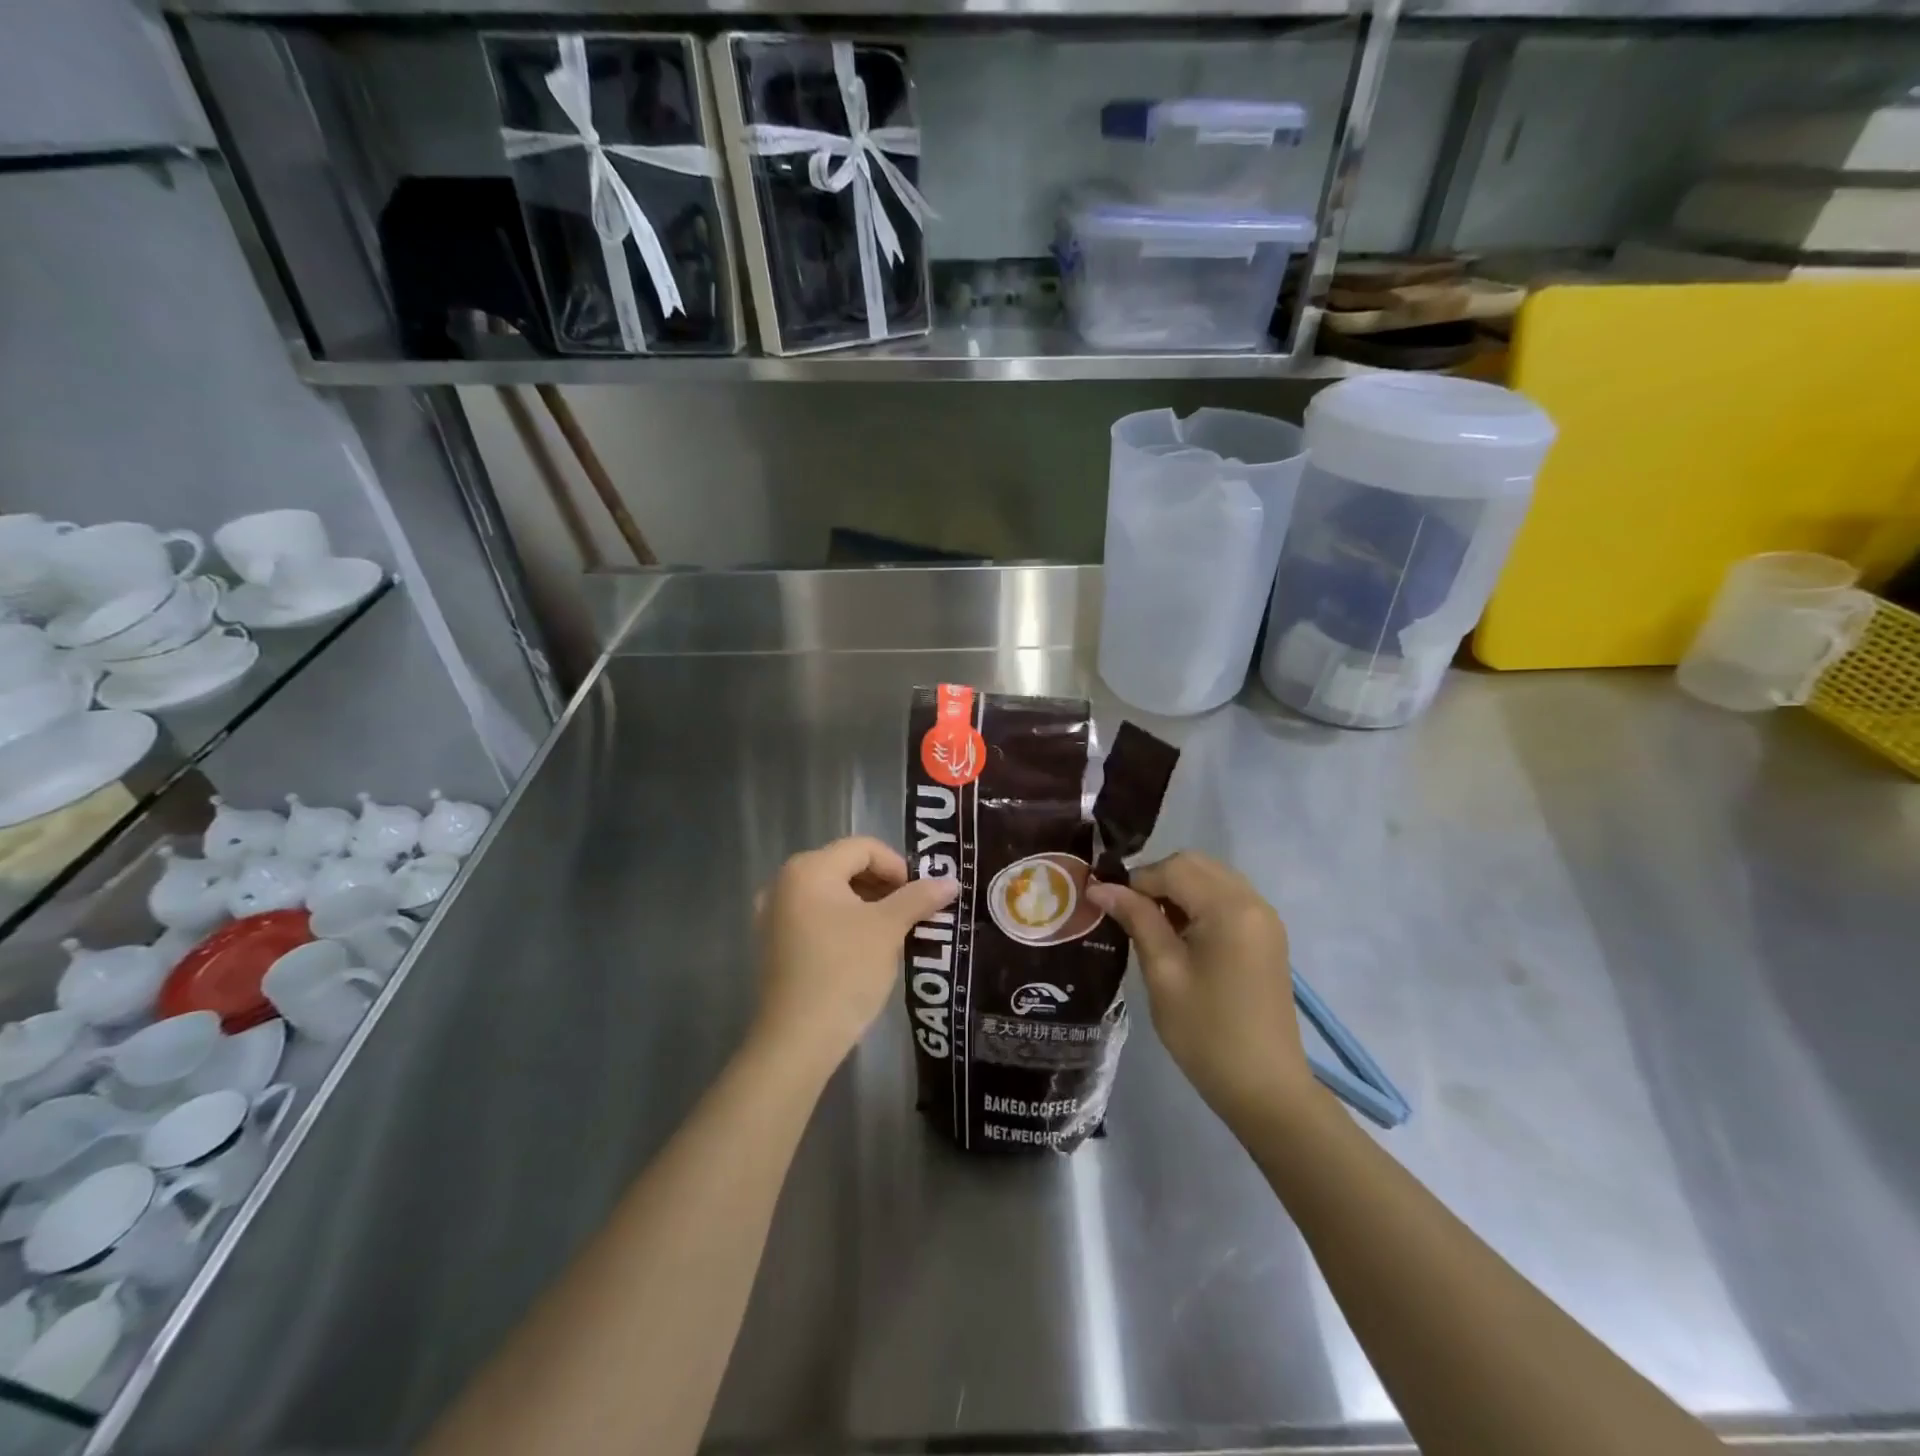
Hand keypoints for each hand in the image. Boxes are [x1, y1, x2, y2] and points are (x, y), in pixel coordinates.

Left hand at [753, 837, 958, 1074]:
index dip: (898, 866)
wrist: (798, 1039)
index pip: (863, 848)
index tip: (920, 896)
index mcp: (809, 869)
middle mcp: (783, 882)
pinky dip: (843, 922)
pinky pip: (815, 916)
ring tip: (892, 931)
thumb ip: (919, 897)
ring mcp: (773, 914)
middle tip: (911, 912)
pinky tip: (863, 948)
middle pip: (845, 866)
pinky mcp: (773, 942)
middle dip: (883, 885)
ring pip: (831, 893)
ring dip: (866, 904)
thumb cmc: (845, 972)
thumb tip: (950, 881)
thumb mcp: (888, 929)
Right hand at [1086, 853, 1310, 1131]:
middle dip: (1158, 879)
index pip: (1173, 868)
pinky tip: (1182, 937)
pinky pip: (1227, 898)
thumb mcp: (1163, 973)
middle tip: (1131, 915)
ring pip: (1211, 878)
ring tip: (1153, 927)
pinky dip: (1199, 903)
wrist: (1265, 1088)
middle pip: (1195, 865)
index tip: (1109, 907)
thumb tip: (1100, 887)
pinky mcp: (1267, 936)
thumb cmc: (1206, 1032)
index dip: (1136, 881)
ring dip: (1178, 890)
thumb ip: (1136, 920)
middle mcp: (1252, 901)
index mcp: (1229, 908)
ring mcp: (1264, 918)